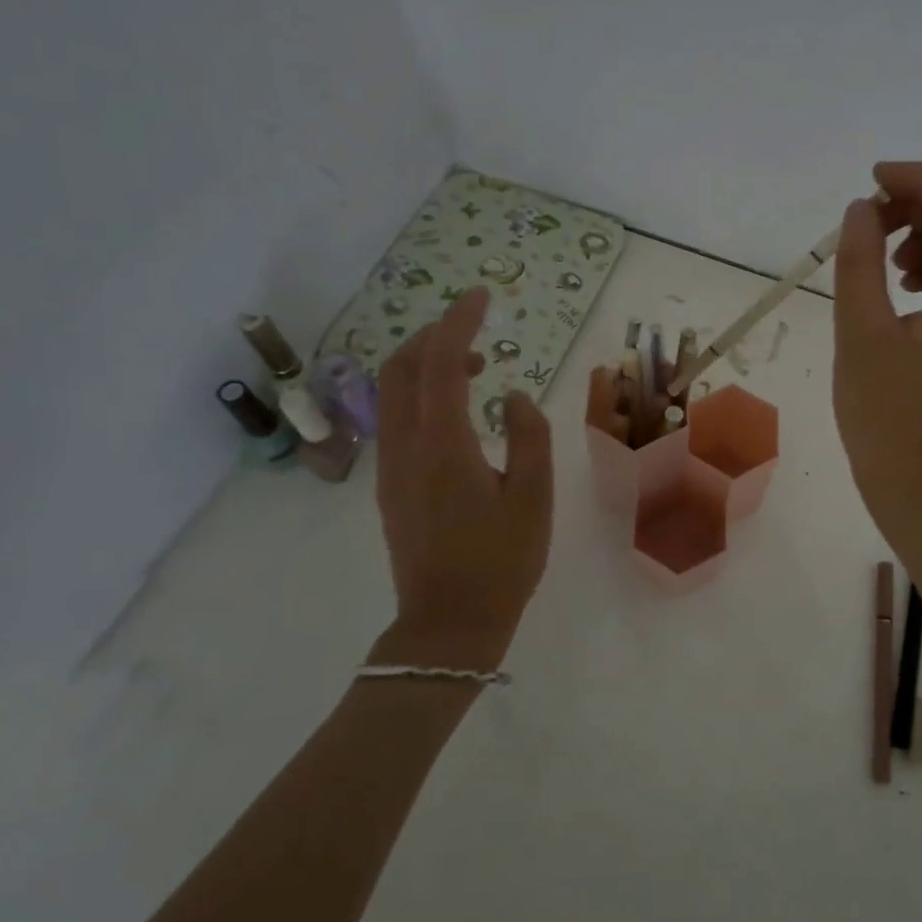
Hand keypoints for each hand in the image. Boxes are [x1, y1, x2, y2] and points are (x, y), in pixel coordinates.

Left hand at [371, 287, 552, 671]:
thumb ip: (529, 435)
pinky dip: (421, 395)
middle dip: (435, 336)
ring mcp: (390, 467)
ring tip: (475, 369)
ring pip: (392, 393)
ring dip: (427, 365)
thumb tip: (511, 396)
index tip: (481, 296)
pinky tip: (458, 413)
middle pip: (401, 368)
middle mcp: (405, 447)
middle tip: (477, 330)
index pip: (441, 363)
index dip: (459, 322)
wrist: (447, 625)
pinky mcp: (388, 486)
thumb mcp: (533, 497)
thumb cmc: (501, 561)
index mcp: (443, 445)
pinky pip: (396, 419)